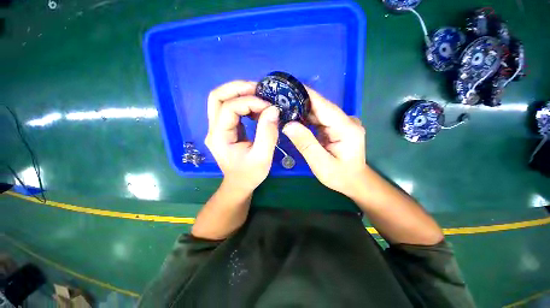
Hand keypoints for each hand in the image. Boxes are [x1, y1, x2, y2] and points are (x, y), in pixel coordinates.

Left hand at [205, 80, 279, 192]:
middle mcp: (214, 129)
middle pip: (217, 97)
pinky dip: (243, 103)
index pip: (229, 108)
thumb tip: (273, 109)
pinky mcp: (225, 128)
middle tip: (259, 89)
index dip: (250, 102)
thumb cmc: (249, 174)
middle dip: (238, 88)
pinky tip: (256, 108)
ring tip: (259, 96)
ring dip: (240, 93)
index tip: (269, 107)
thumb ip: (268, 133)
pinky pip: (230, 108)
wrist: (239, 184)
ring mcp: (218, 128)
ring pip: (222, 100)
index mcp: (219, 137)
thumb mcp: (262, 157)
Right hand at [282, 87, 366, 196]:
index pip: (323, 105)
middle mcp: (346, 120)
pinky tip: (294, 119)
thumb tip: (288, 125)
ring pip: (318, 112)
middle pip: (320, 107)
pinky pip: (319, 119)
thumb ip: (305, 143)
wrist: (354, 182)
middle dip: (300, 102)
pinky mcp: (336, 127)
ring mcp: (342, 123)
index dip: (306, 94)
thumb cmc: (340, 176)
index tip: (288, 87)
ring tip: (283, 108)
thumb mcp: (321, 163)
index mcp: (346, 127)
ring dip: (301, 110)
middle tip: (279, 100)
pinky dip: (306, 119)